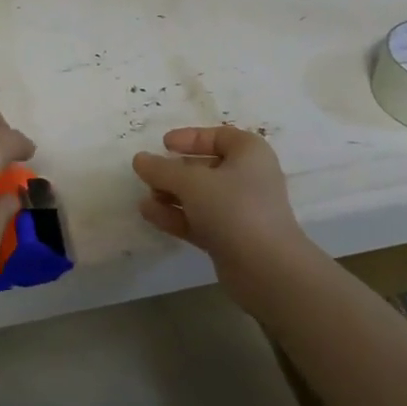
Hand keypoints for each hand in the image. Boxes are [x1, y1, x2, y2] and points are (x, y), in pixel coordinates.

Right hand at [132, 127, 314, 305]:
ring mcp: (240, 210)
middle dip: (175, 172)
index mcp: (249, 153)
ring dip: (172, 195)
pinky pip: (200, 220)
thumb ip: (162, 169)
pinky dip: (177, 216)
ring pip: (201, 196)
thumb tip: (139, 159)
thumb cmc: (233, 208)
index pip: (219, 136)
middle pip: (206, 168)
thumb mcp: (192, 183)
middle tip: (149, 175)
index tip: (164, 145)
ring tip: (145, 198)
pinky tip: (150, 214)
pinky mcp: (232, 238)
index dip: (190, 138)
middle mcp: (248, 178)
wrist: (267, 269)